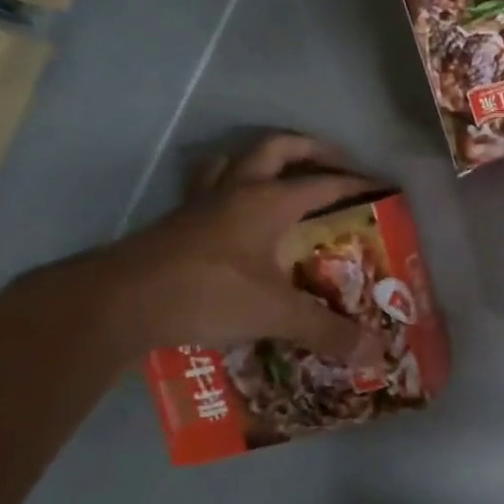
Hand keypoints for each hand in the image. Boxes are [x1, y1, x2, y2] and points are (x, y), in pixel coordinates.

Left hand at [21, 134, 390, 364]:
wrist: (120, 302)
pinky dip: (227, 187)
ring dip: (262, 160)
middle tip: (336, 163)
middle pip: (277, 149)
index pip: (324, 183)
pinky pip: (207, 188)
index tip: (382, 185)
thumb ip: (327, 331)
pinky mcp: (177, 222)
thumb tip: (376, 355)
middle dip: (311, 150)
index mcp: (269, 201)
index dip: (357, 183)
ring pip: (234, 160)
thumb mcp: (276, 314)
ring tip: (282, 175)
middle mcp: (237, 190)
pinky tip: (232, 212)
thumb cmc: (208, 294)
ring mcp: (202, 203)